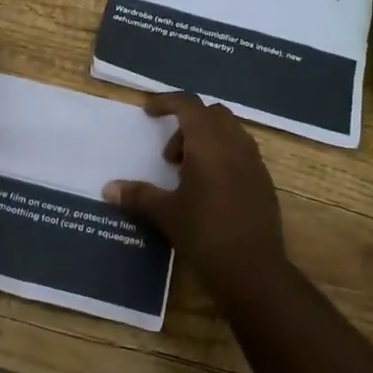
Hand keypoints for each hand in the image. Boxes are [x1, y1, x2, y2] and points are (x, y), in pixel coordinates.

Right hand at [103, 92, 288, 284]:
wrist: (253, 270)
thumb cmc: (205, 234)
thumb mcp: (166, 214)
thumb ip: (138, 195)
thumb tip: (109, 188)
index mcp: (209, 143)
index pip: (189, 104)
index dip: (167, 102)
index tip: (148, 113)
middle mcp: (235, 144)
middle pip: (212, 114)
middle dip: (187, 125)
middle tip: (170, 157)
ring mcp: (254, 162)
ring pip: (230, 132)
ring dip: (206, 141)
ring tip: (187, 174)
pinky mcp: (264, 182)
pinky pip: (242, 153)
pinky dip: (223, 157)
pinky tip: (209, 190)